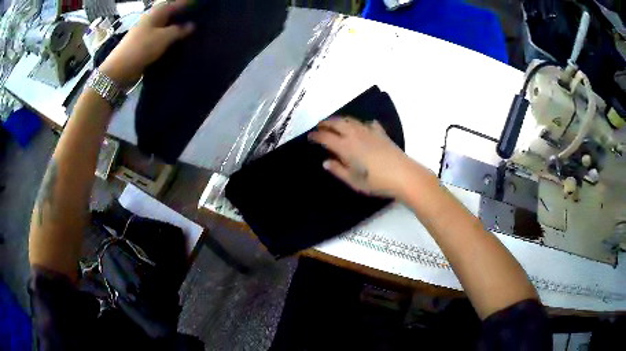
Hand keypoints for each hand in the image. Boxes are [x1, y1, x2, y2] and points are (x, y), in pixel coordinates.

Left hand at [99, 0, 193, 87]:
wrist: (119, 70)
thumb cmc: (141, 48)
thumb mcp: (164, 37)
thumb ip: (179, 30)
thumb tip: (192, 25)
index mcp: (156, 13)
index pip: (176, 4)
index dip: (188, 4)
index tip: (200, 5)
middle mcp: (151, 20)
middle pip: (170, 15)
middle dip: (183, 16)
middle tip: (198, 19)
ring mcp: (146, 32)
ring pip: (165, 27)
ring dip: (176, 28)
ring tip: (191, 32)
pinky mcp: (143, 44)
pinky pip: (160, 38)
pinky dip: (169, 39)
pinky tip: (176, 43)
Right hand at [308, 117, 416, 198]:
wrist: (402, 174)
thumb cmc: (375, 181)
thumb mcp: (353, 180)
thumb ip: (338, 170)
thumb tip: (325, 161)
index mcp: (345, 146)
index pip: (326, 137)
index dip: (316, 136)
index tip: (310, 137)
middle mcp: (355, 135)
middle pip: (337, 123)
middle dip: (326, 123)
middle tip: (320, 125)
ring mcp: (369, 132)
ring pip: (351, 120)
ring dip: (341, 120)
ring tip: (336, 123)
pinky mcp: (381, 133)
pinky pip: (368, 124)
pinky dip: (361, 124)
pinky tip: (362, 127)